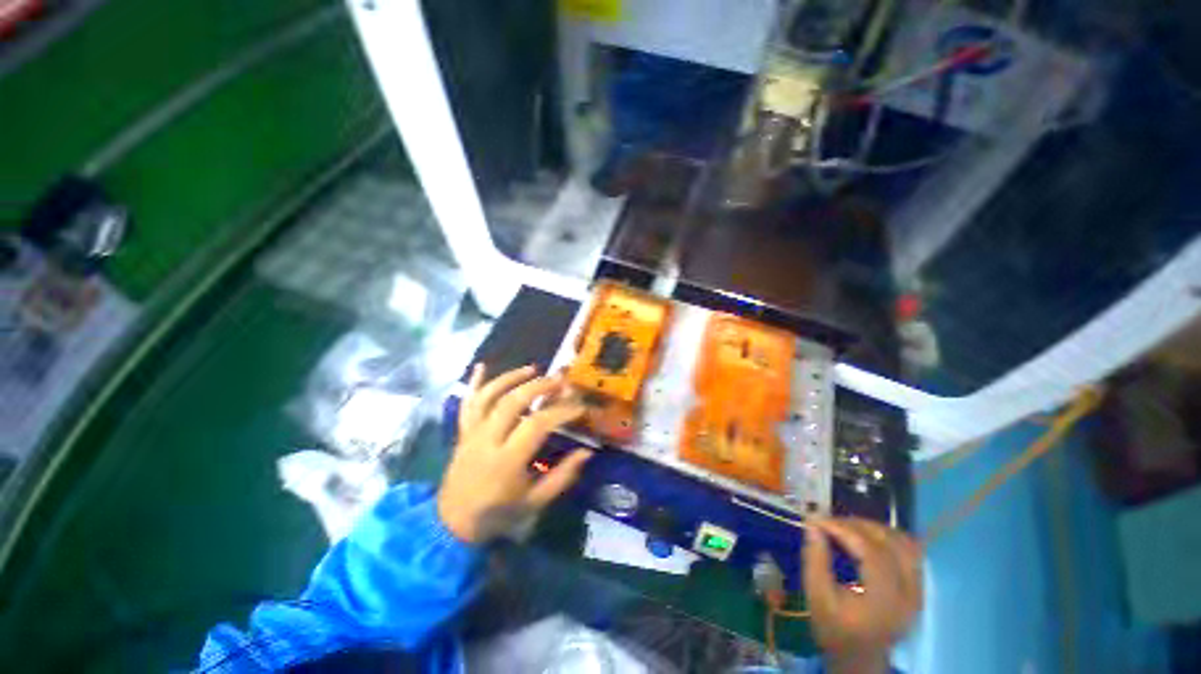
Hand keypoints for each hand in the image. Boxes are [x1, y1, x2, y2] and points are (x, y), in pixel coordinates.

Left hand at [437, 364, 593, 543]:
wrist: (451, 523)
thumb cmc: (497, 514)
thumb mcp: (534, 502)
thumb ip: (562, 476)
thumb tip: (587, 452)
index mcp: (507, 461)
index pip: (537, 425)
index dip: (561, 411)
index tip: (579, 406)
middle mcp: (487, 440)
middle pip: (512, 402)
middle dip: (539, 386)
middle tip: (560, 380)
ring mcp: (472, 433)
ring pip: (489, 396)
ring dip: (511, 377)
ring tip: (533, 368)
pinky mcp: (462, 431)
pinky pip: (467, 402)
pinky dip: (474, 382)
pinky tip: (481, 365)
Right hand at [803, 518, 923, 673]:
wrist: (859, 659)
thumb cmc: (834, 629)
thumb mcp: (817, 597)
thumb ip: (815, 560)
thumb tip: (813, 524)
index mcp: (884, 602)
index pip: (872, 553)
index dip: (844, 530)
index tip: (817, 520)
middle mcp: (909, 594)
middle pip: (891, 544)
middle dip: (858, 525)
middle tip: (830, 522)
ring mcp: (919, 591)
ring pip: (905, 544)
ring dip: (874, 529)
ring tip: (847, 527)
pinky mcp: (919, 588)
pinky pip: (910, 552)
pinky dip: (887, 538)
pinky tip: (866, 538)